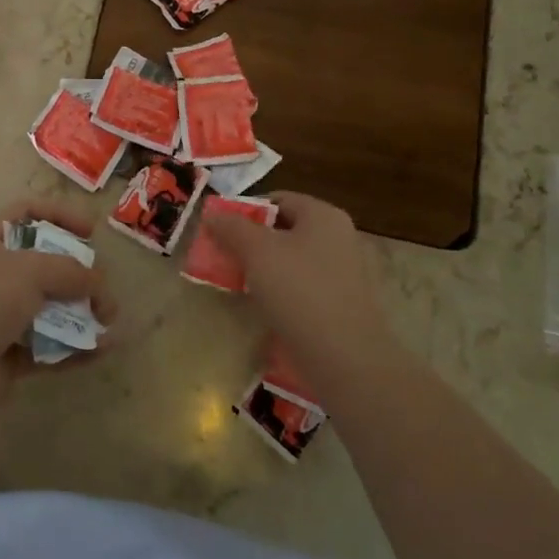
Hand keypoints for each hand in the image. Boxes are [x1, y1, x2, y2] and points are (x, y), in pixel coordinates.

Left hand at [0, 199, 115, 420]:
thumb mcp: (31, 270)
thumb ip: (71, 270)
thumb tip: (99, 284)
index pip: (29, 212)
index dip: (60, 215)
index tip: (90, 232)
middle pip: (48, 262)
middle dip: (81, 273)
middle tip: (102, 286)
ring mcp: (5, 315)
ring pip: (53, 306)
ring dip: (84, 311)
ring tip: (110, 320)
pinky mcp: (13, 353)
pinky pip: (52, 344)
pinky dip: (77, 346)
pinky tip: (104, 349)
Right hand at [203, 191, 390, 378]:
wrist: (345, 359)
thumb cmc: (299, 291)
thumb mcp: (257, 252)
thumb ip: (232, 227)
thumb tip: (213, 214)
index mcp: (324, 216)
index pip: (278, 200)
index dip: (245, 211)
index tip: (220, 231)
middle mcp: (339, 238)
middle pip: (285, 231)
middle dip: (251, 243)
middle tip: (223, 258)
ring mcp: (344, 273)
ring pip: (292, 262)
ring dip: (263, 270)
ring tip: (236, 285)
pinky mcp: (341, 305)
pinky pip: (303, 289)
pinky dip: (281, 293)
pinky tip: (263, 309)